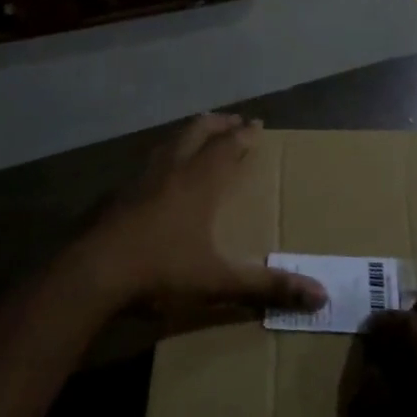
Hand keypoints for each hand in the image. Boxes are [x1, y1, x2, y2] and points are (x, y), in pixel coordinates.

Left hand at [88, 114, 325, 312]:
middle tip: (232, 120)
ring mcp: (139, 178)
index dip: (244, 134)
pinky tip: (158, 175)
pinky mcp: (116, 193)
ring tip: (197, 136)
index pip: (228, 146)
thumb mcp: (219, 282)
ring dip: (188, 134)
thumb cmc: (161, 271)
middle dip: (218, 124)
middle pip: (197, 132)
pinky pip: (146, 163)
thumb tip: (323, 295)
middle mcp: (171, 170)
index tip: (257, 124)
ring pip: (168, 142)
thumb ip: (268, 286)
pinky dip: (162, 157)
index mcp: (199, 182)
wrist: (93, 274)